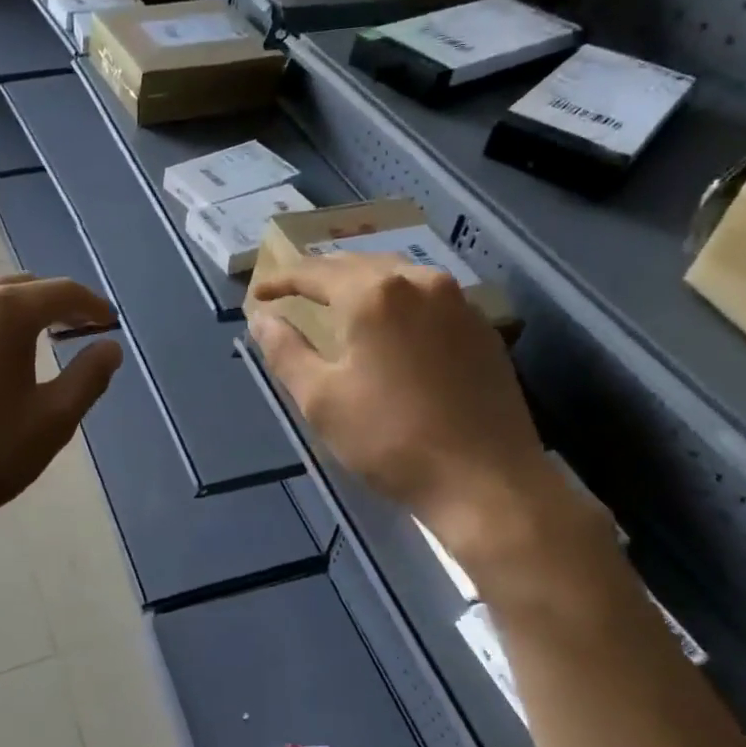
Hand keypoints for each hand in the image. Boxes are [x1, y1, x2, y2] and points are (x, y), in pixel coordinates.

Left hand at [0, 273, 122, 548]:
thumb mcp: (50, 422)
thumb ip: (87, 378)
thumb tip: (108, 348)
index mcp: (3, 311)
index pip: (62, 291)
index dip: (92, 305)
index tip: (108, 325)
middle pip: (22, 286)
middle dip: (54, 304)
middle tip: (75, 331)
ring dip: (16, 312)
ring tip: (32, 344)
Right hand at [248, 255, 584, 562]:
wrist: (487, 482)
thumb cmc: (389, 439)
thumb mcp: (320, 399)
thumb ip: (285, 350)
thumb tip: (261, 318)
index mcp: (374, 294)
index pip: (314, 272)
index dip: (281, 279)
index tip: (258, 293)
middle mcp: (418, 282)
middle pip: (357, 264)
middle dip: (321, 275)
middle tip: (293, 291)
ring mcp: (457, 302)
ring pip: (397, 275)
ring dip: (360, 282)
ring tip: (337, 301)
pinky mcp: (481, 327)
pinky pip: (427, 296)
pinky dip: (396, 300)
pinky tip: (389, 323)